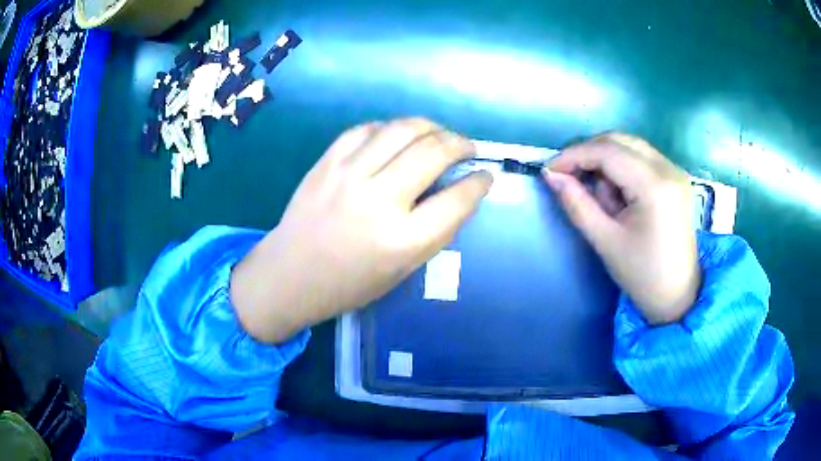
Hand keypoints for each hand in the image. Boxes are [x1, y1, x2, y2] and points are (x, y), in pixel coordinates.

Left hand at [231, 118, 492, 342]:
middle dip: (460, 144)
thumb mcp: (402, 271)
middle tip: (466, 148)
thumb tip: (458, 193)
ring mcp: (349, 175)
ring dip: (430, 126)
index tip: (485, 176)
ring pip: (403, 130)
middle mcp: (379, 201)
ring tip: (440, 134)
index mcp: (402, 240)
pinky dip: (390, 128)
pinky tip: (398, 135)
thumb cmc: (349, 284)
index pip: (457, 200)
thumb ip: (433, 231)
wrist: (290, 275)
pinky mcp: (327, 162)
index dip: (479, 183)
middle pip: (434, 153)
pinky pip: (367, 129)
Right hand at [544, 133, 699, 324]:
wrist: (678, 295)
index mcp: (655, 187)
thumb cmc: (642, 275)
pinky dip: (622, 167)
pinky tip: (619, 193)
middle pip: (619, 140)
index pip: (608, 152)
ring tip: (601, 196)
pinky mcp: (676, 177)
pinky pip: (641, 157)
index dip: (574, 155)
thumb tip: (551, 175)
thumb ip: (576, 203)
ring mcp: (675, 170)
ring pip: (629, 145)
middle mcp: (669, 169)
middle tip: (570, 177)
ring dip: (606, 161)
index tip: (550, 169)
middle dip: (589, 154)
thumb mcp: (605, 241)